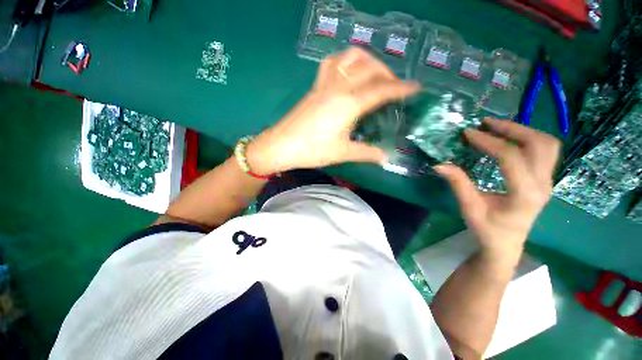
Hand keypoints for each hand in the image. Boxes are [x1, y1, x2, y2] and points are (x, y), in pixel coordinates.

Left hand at [247, 47, 419, 174]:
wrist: (282, 145)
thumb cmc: (312, 150)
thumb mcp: (343, 153)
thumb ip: (367, 153)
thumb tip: (386, 157)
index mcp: (349, 104)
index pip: (382, 90)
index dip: (401, 89)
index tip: (416, 87)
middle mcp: (339, 87)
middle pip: (370, 69)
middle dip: (388, 74)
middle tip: (395, 88)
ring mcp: (325, 84)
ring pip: (351, 58)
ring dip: (368, 61)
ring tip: (375, 75)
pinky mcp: (316, 86)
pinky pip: (333, 63)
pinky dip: (346, 61)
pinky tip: (349, 72)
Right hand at [434, 119, 560, 266]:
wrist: (506, 244)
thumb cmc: (487, 229)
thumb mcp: (469, 208)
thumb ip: (458, 184)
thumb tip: (439, 165)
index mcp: (524, 195)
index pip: (511, 158)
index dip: (489, 142)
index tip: (468, 133)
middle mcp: (543, 185)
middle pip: (539, 145)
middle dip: (512, 129)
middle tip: (486, 123)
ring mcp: (548, 181)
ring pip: (547, 145)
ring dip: (523, 131)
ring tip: (497, 127)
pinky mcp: (544, 179)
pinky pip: (544, 151)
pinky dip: (528, 138)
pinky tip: (509, 138)